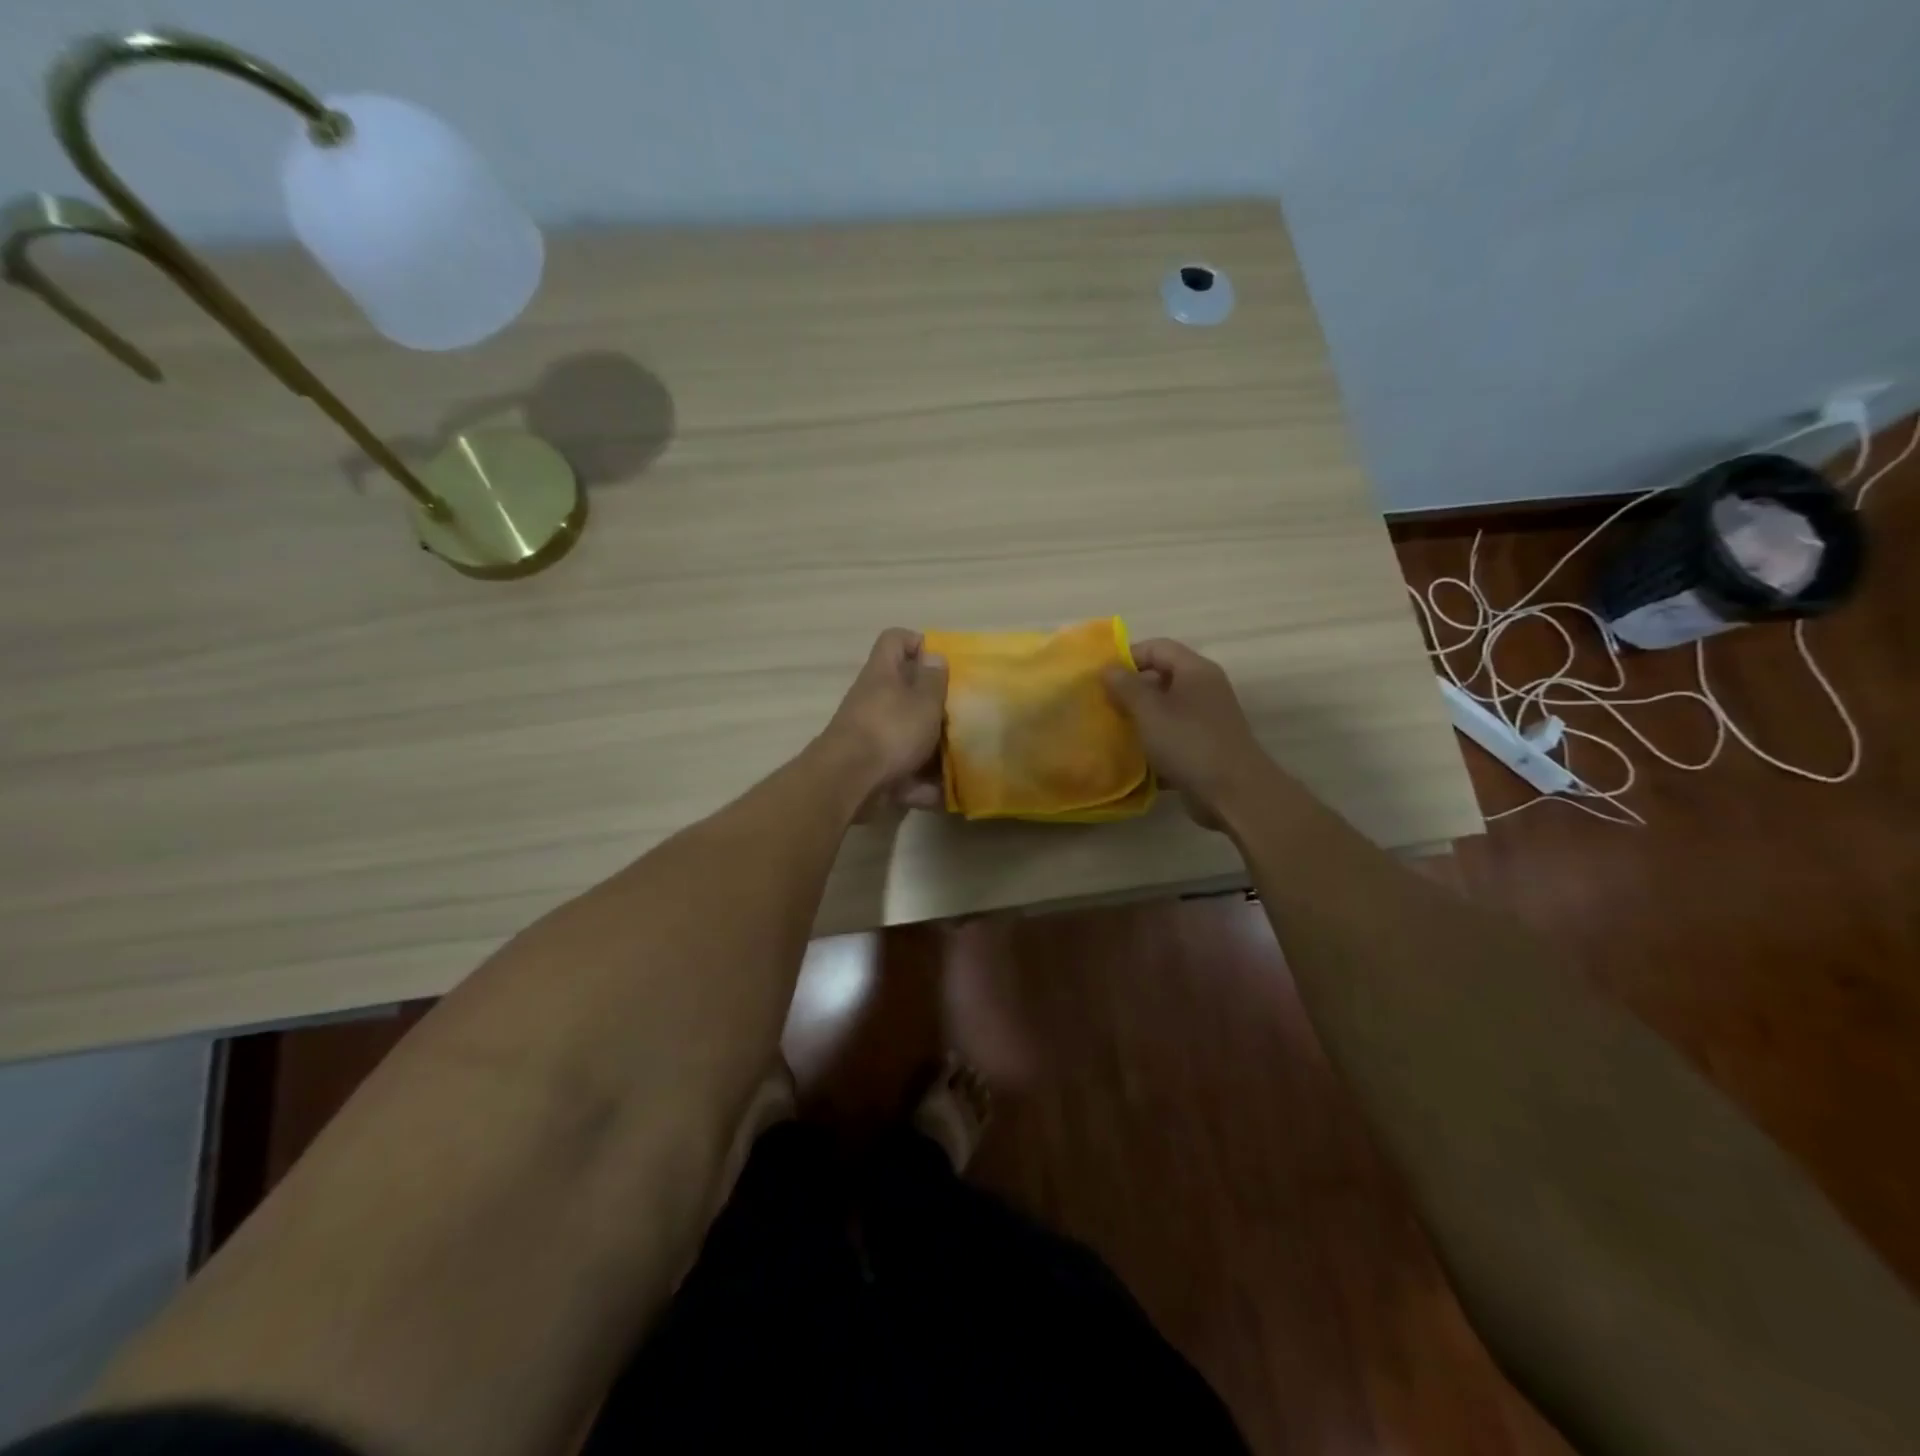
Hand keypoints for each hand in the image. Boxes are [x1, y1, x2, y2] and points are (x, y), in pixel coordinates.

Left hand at [822, 628, 948, 812]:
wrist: (849, 781)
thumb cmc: (891, 730)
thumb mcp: (924, 701)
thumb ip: (933, 679)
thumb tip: (934, 655)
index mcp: (882, 674)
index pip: (895, 640)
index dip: (919, 643)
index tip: (943, 662)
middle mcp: (872, 700)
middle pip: (904, 692)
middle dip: (933, 705)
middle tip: (959, 714)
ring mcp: (870, 736)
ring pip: (906, 734)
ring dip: (931, 749)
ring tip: (961, 759)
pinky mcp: (871, 768)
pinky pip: (902, 771)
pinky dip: (921, 784)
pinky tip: (943, 795)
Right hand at [1103, 638, 1270, 827]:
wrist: (1234, 794)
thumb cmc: (1189, 743)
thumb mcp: (1149, 711)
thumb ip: (1125, 686)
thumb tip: (1107, 668)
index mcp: (1195, 670)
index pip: (1157, 647)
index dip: (1127, 657)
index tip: (1100, 677)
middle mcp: (1204, 689)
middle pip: (1161, 677)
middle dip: (1129, 689)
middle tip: (1101, 705)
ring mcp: (1206, 719)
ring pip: (1165, 708)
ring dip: (1139, 717)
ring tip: (1111, 729)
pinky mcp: (1204, 746)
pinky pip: (1172, 734)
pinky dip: (1152, 741)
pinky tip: (1131, 755)